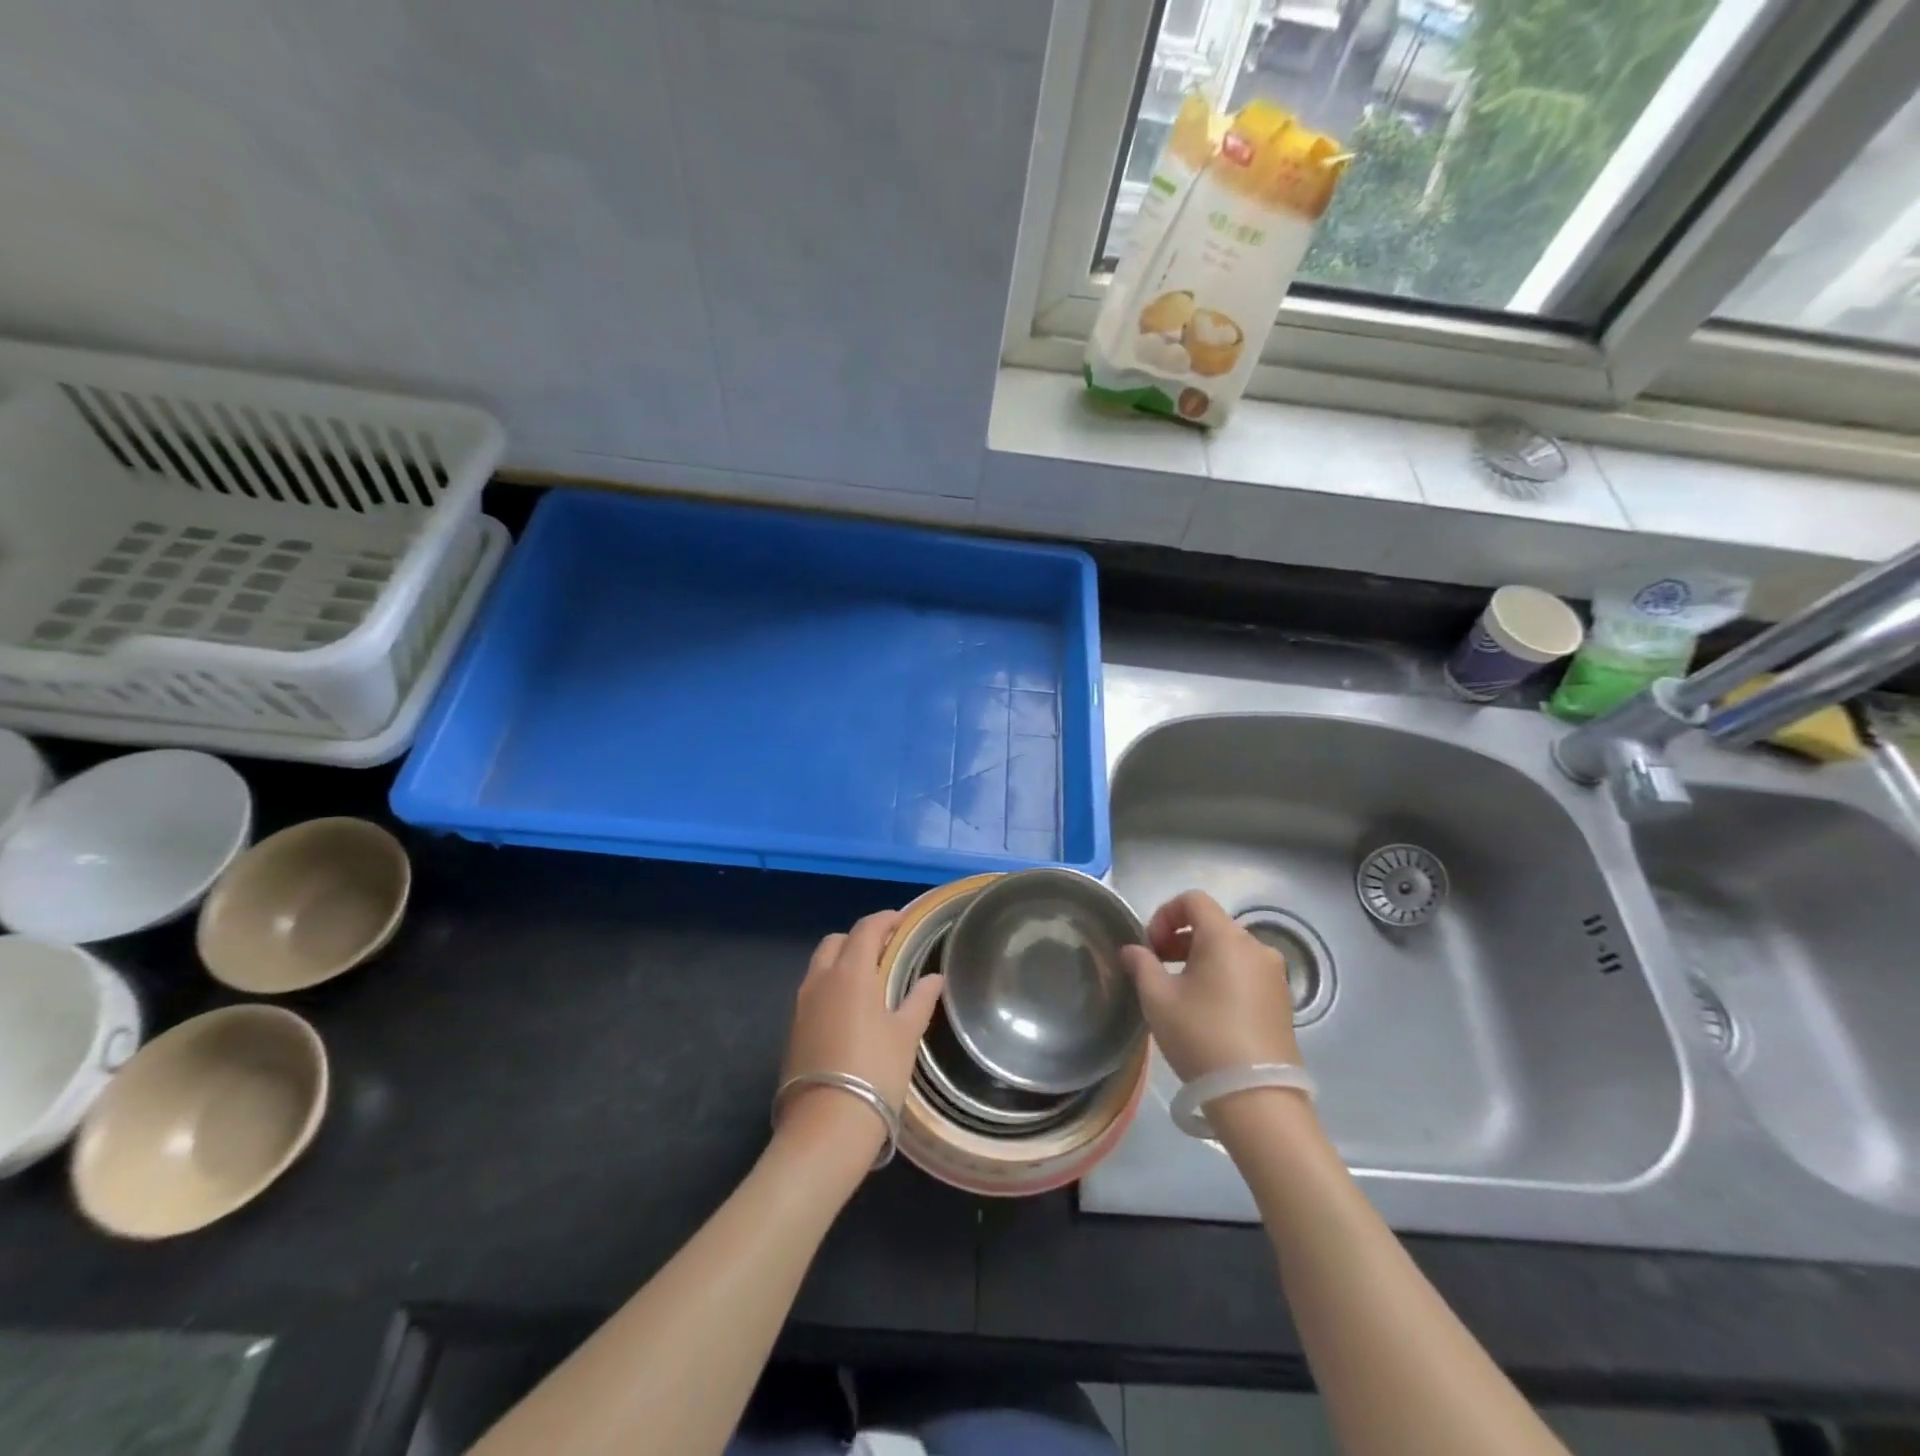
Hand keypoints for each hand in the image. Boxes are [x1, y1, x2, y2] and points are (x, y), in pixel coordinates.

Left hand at [778, 910, 943, 1156]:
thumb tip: (934, 978)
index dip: (885, 920)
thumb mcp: (906, 1034)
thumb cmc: (875, 1072)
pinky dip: (830, 987)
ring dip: (841, 962)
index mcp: (851, 972)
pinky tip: (849, 1011)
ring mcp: (801, 1004)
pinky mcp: (792, 1029)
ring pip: (820, 965)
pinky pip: (812, 992)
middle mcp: (820, 979)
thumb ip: (920, 999)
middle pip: (836, 941)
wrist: (826, 1125)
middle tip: (885, 951)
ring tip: (868, 981)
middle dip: (859, 938)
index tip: (902, 922)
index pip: (866, 929)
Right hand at [1121, 890, 1300, 1081]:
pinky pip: (1246, 972)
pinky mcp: (1283, 1001)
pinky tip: (1208, 1011)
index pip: (1193, 900)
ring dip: (1201, 958)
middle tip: (1158, 968)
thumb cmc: (1201, 1036)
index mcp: (1225, 937)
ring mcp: (1274, 974)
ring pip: (1230, 950)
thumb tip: (1132, 949)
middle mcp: (1256, 947)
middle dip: (1179, 939)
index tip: (1150, 947)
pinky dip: (1223, 977)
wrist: (1257, 1097)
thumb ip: (1141, 965)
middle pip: (1212, 924)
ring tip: (1181, 992)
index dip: (1165, 914)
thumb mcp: (1158, 999)